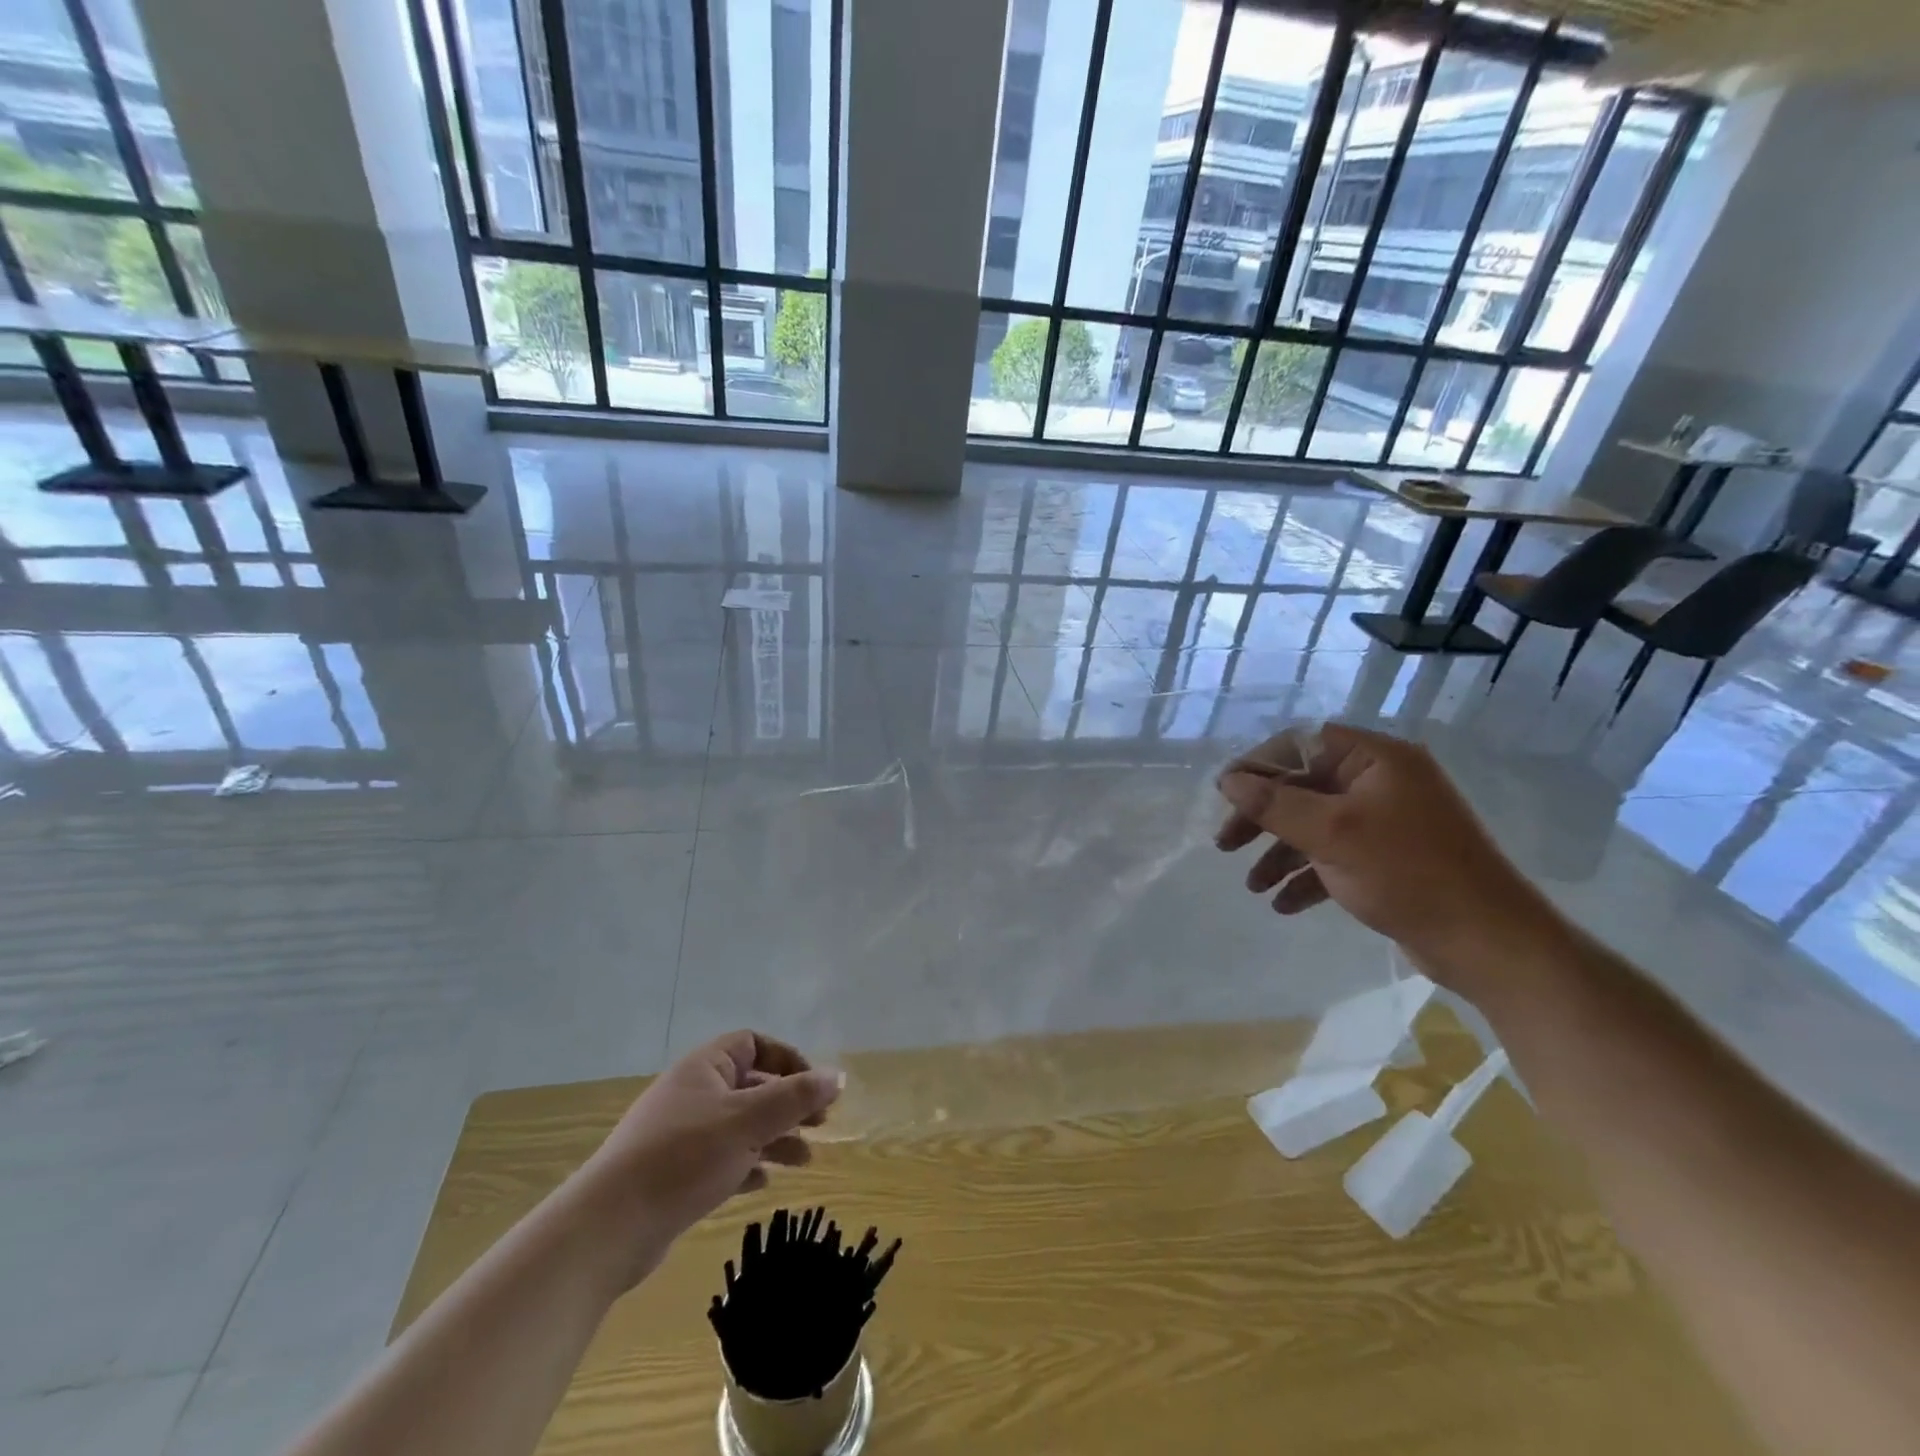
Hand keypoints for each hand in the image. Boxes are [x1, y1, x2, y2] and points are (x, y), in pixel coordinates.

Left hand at [574, 1031, 842, 1286]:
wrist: (608, 1228)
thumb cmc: (684, 1158)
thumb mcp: (748, 1122)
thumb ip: (796, 1098)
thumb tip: (838, 1076)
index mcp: (705, 1067)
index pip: (754, 1044)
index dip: (787, 1060)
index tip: (813, 1087)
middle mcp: (692, 1093)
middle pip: (751, 1086)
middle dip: (787, 1104)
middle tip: (820, 1126)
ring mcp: (680, 1135)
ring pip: (739, 1125)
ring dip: (774, 1138)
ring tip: (804, 1161)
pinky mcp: (673, 1175)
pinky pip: (720, 1158)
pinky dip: (746, 1166)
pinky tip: (763, 1184)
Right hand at [1215, 723, 1557, 983]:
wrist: (1488, 943)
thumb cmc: (1407, 873)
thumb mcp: (1331, 834)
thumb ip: (1274, 803)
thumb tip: (1229, 779)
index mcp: (1376, 759)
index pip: (1301, 744)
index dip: (1258, 766)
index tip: (1225, 796)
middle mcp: (1381, 782)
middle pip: (1303, 786)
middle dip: (1262, 817)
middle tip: (1225, 844)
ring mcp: (1386, 821)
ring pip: (1315, 825)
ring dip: (1280, 854)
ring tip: (1253, 887)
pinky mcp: (1388, 858)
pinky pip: (1335, 856)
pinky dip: (1307, 877)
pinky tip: (1284, 904)